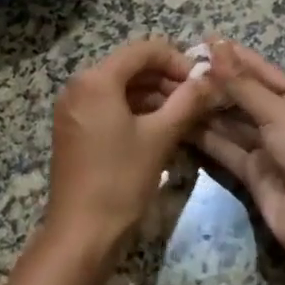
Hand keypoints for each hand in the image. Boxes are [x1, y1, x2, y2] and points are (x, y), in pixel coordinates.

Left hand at [46, 38, 218, 259]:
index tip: (203, 82)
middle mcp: (78, 85)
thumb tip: (212, 79)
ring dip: (154, 96)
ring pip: (121, 88)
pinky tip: (160, 128)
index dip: (178, 60)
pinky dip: (135, 111)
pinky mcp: (74, 129)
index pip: (144, 50)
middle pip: (131, 67)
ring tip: (186, 116)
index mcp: (96, 80)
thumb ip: (188, 101)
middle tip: (198, 101)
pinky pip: (108, 106)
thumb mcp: (160, 137)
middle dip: (167, 80)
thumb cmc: (120, 180)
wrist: (81, 233)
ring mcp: (73, 108)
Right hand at [195, 40, 284, 262]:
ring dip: (204, 110)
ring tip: (171, 92)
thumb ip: (241, 83)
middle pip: (242, 97)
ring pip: (229, 123)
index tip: (202, 41)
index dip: (233, 56)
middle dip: (213, 84)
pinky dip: (203, 137)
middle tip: (177, 70)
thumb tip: (216, 46)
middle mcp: (281, 119)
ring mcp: (265, 147)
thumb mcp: (276, 111)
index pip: (260, 71)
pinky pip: (223, 148)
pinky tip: (178, 123)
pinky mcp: (250, 171)